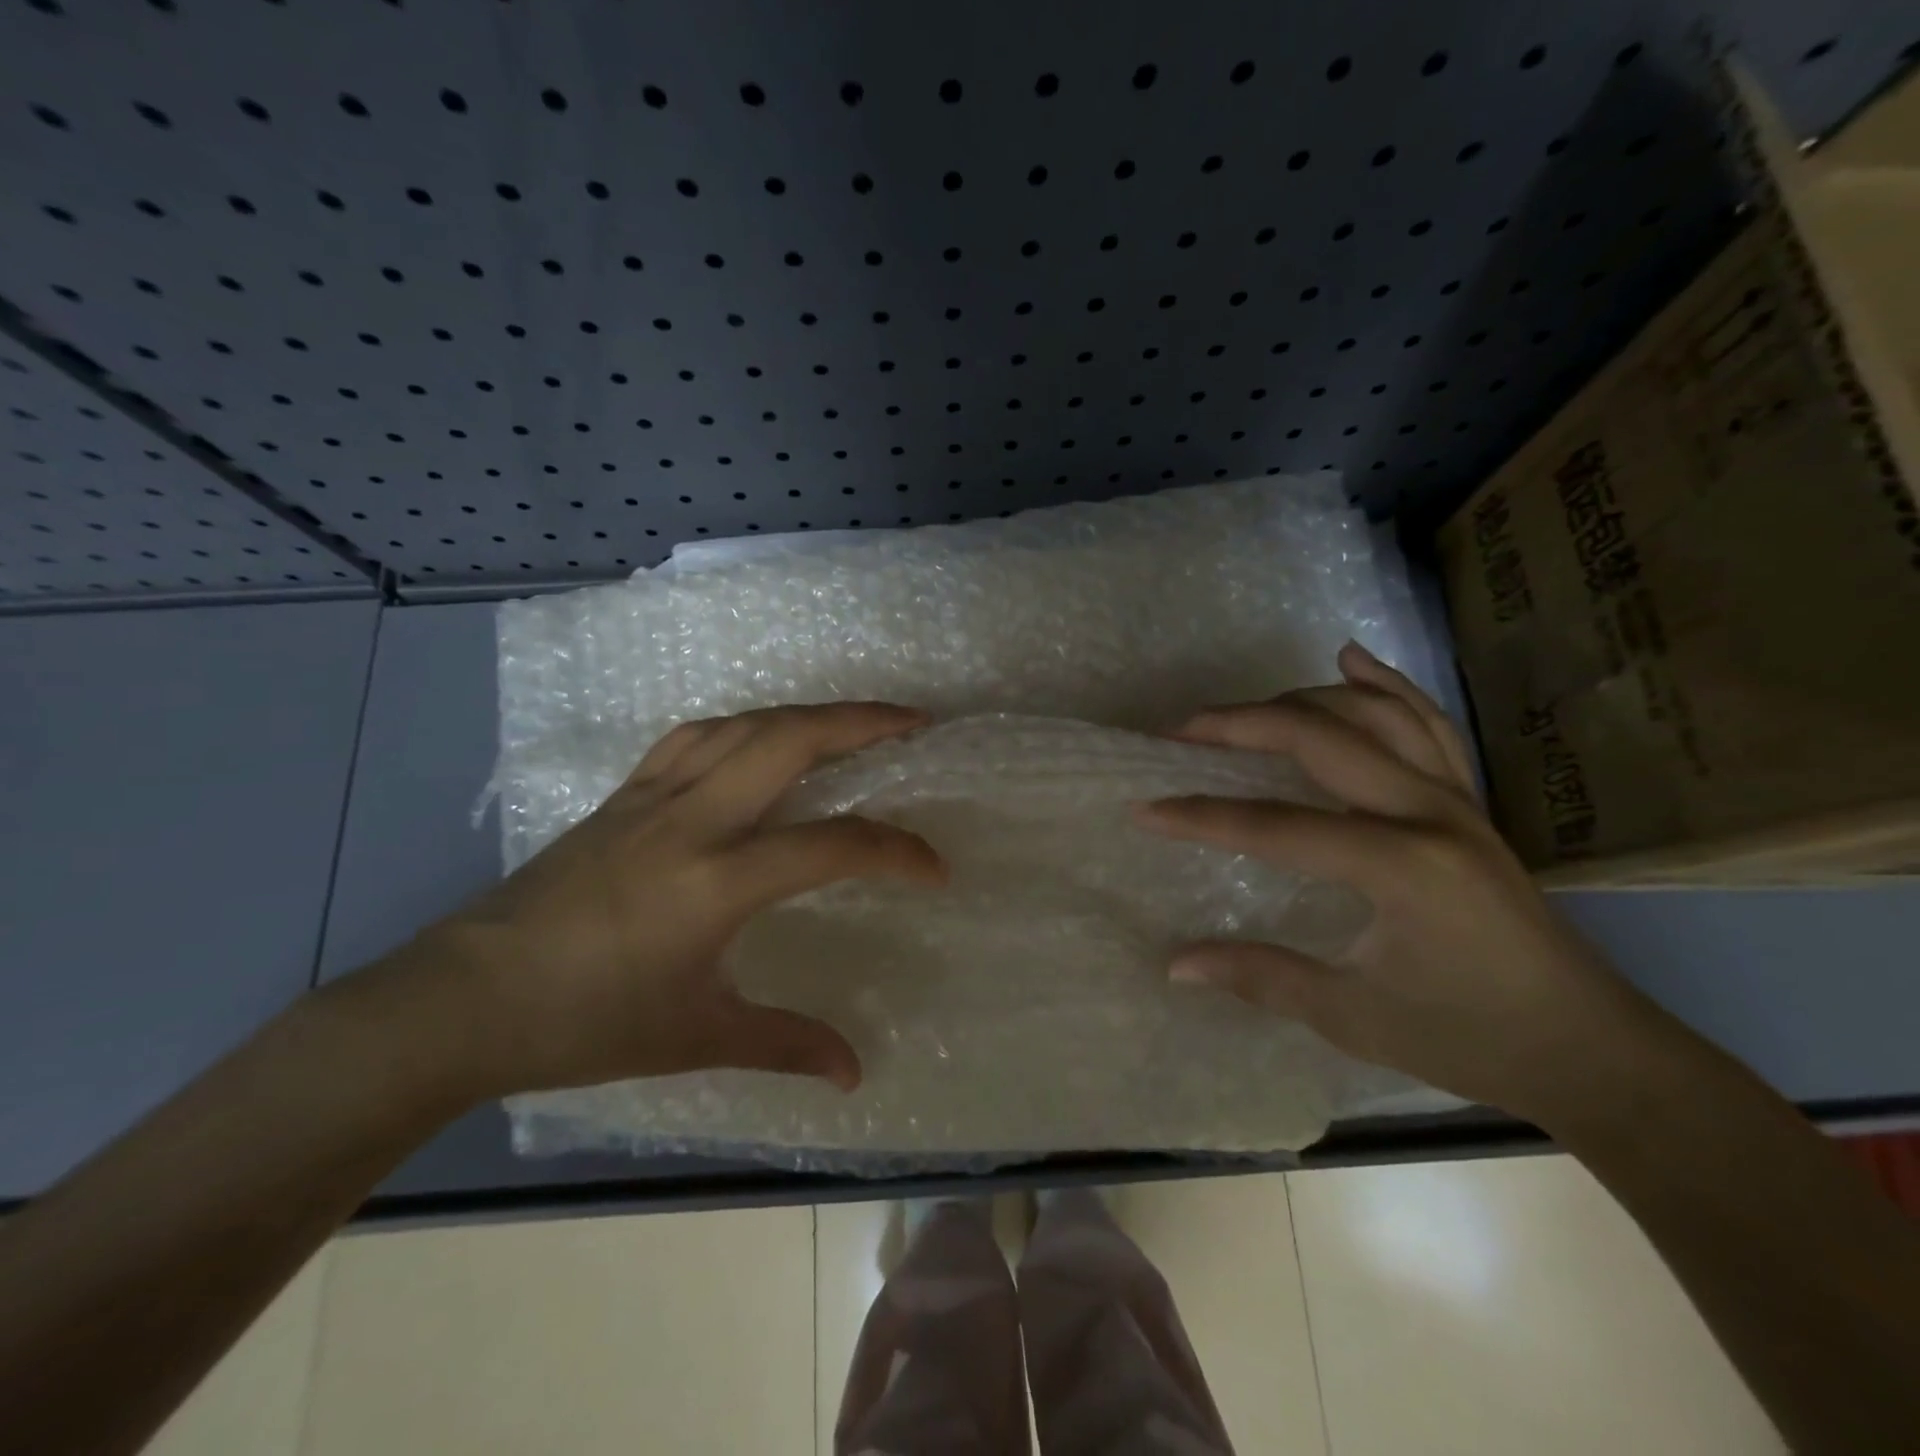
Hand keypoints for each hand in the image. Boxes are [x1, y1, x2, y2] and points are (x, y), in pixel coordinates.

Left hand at [380, 702, 946, 1099]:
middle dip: (861, 721)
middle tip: (914, 720)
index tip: (935, 868)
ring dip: (807, 713)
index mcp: (716, 881)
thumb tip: (854, 1071)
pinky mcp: (625, 794)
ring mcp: (654, 797)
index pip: (832, 845)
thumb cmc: (584, 1022)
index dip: (896, 851)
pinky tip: (760, 737)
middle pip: (790, 740)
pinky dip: (745, 724)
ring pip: (745, 724)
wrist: (463, 998)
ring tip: (853, 719)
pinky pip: (698, 737)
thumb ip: (785, 1043)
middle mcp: (692, 820)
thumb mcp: (696, 1035)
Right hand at [1138, 642, 1662, 1124]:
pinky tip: (1350, 660)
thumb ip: (1260, 976)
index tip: (1144, 809)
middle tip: (1182, 733)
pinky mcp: (1470, 800)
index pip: (1276, 826)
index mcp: (1399, 866)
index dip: (1201, 817)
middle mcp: (1429, 811)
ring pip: (1371, 713)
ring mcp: (1456, 797)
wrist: (1591, 1046)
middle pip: (1319, 738)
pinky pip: (1425, 723)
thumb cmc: (1469, 1037)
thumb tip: (1175, 965)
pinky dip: (1386, 685)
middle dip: (1241, 726)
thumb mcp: (1353, 1016)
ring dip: (1298, 700)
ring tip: (1242, 711)